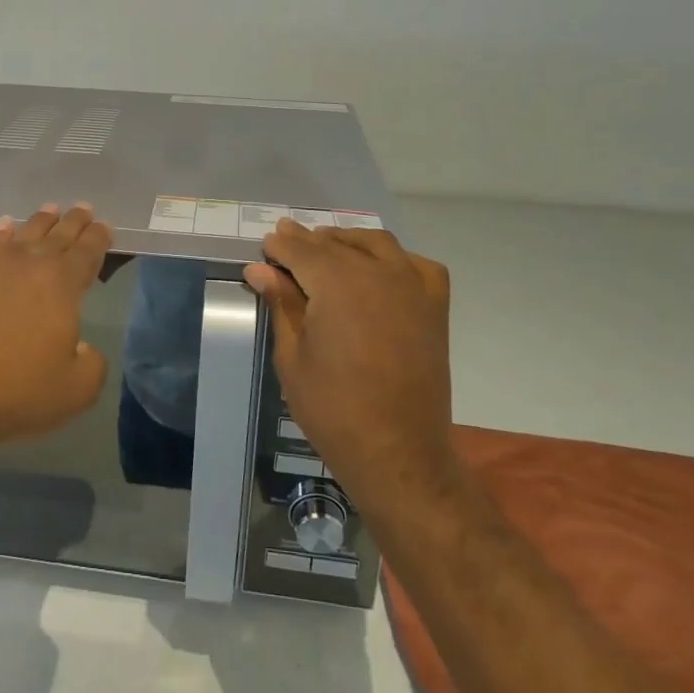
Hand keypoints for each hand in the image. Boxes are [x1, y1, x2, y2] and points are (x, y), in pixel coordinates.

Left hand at [0, 202, 111, 464]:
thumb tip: (83, 349)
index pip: (86, 252)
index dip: (98, 238)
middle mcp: (25, 265)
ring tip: (49, 210)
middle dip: (73, 222)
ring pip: (21, 235)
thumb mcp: (74, 391)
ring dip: (39, 222)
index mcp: (60, 284)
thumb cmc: (13, 391)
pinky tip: (2, 230)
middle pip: (56, 235)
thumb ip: (91, 365)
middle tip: (83, 208)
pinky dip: (0, 235)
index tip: (105, 225)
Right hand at [243, 221, 457, 503]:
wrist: (397, 452)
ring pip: (376, 244)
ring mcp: (412, 288)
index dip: (281, 246)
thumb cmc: (333, 409)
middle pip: (335, 245)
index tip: (266, 244)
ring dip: (347, 241)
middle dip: (308, 241)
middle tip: (286, 240)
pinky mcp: (434, 307)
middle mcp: (378, 275)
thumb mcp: (293, 356)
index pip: (302, 250)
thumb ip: (281, 304)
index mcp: (338, 286)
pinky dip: (394, 259)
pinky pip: (416, 265)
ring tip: (326, 248)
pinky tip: (379, 268)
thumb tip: (259, 269)